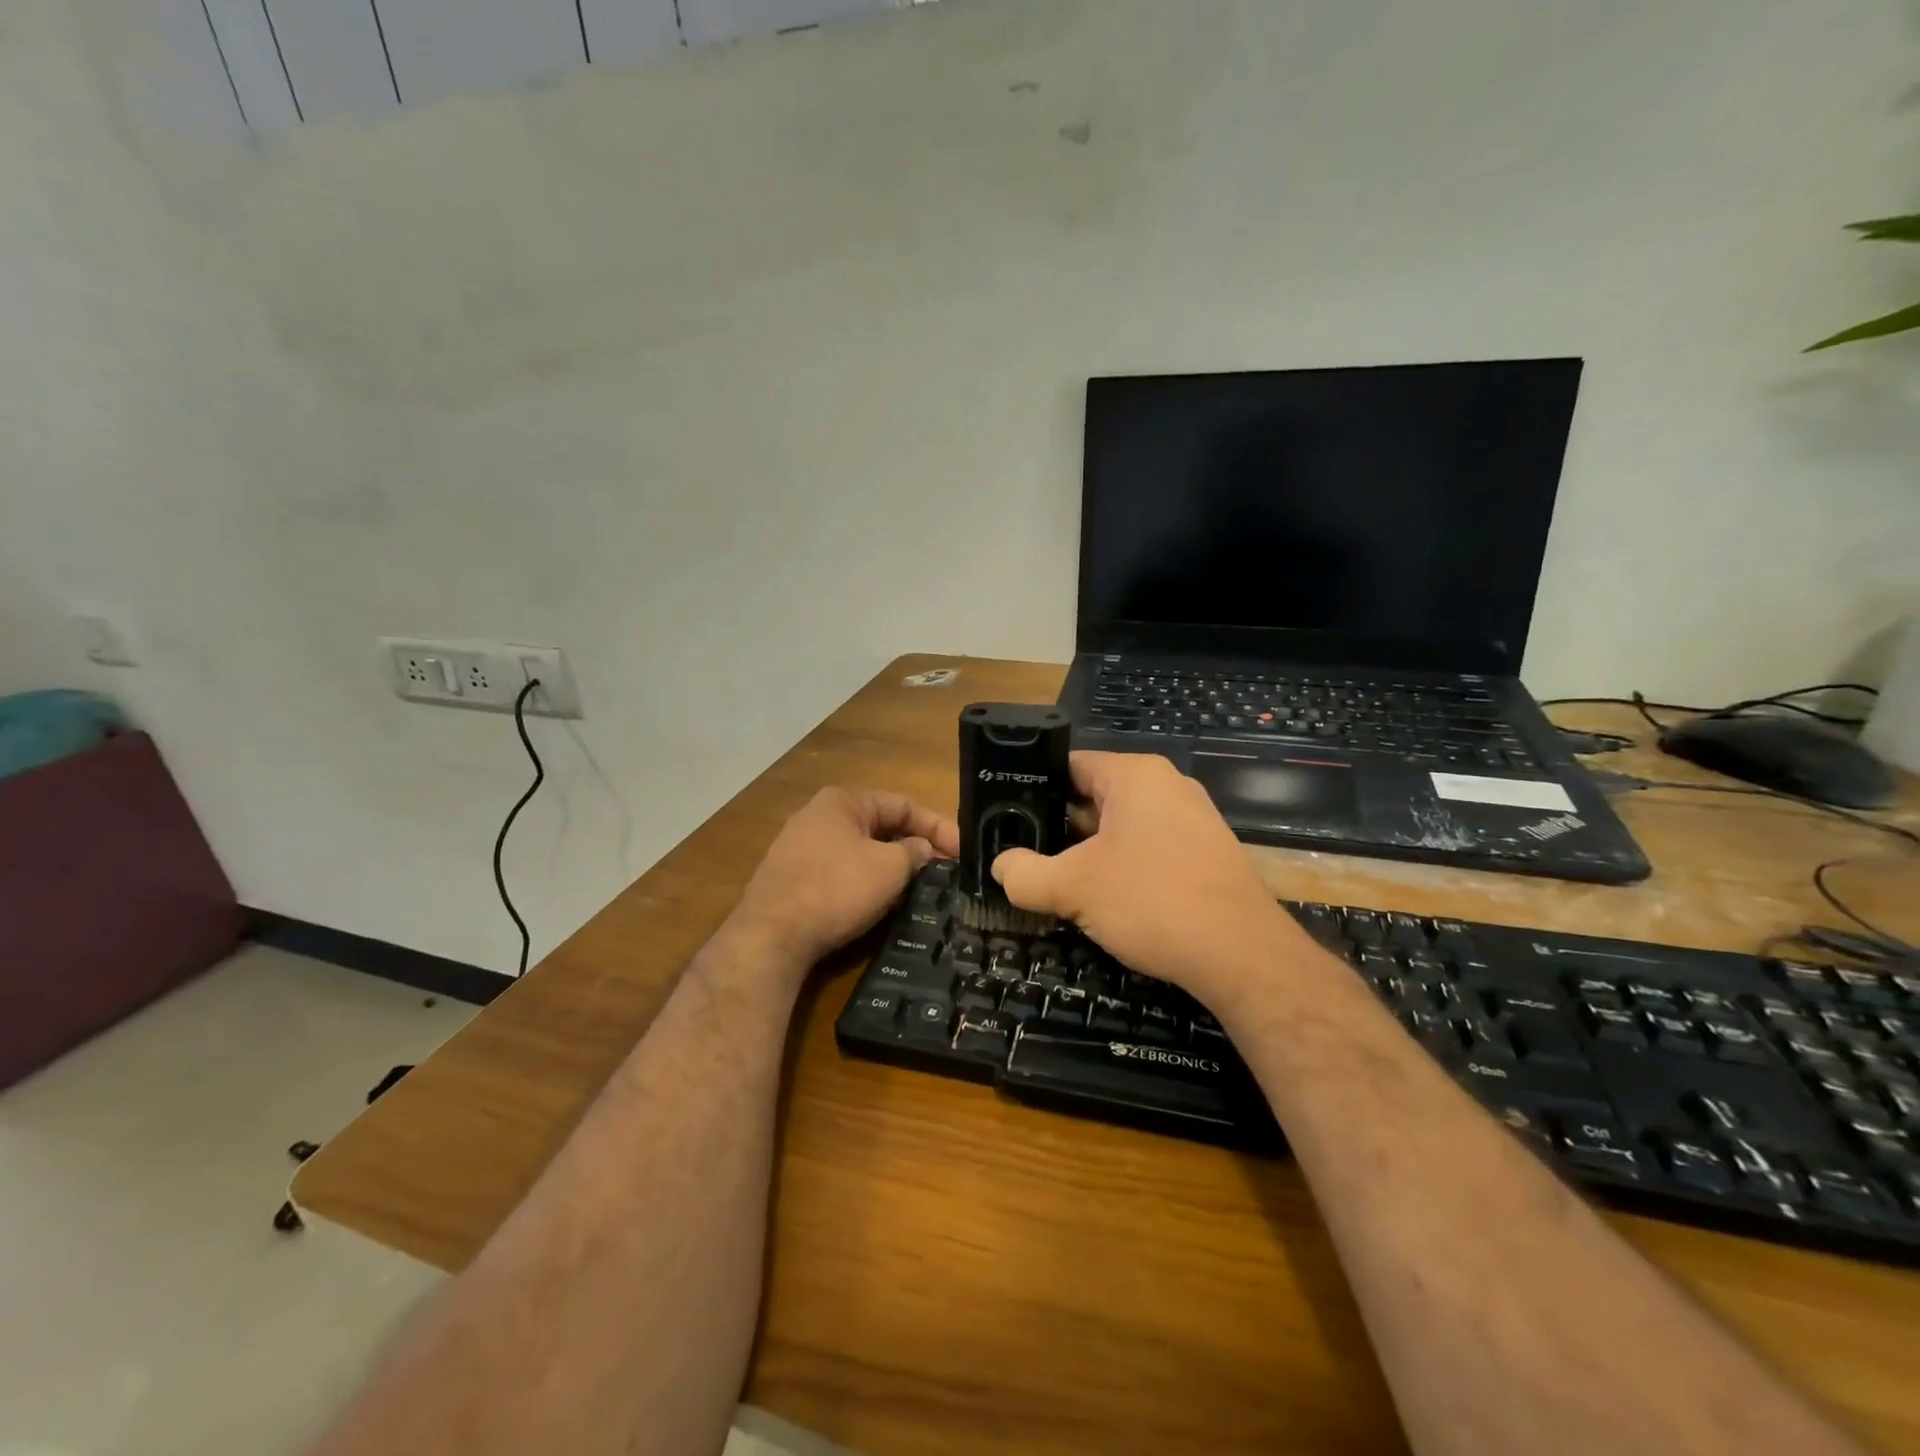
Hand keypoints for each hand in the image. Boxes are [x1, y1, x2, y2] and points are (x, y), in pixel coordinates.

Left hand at [733, 787, 960, 971]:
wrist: (771, 936)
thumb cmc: (836, 889)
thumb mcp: (889, 868)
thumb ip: (914, 852)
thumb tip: (922, 849)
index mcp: (842, 801)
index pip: (903, 805)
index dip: (938, 827)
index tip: (964, 852)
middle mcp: (818, 816)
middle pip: (880, 826)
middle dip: (915, 847)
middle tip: (945, 872)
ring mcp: (799, 848)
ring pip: (860, 851)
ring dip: (891, 866)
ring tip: (918, 888)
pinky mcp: (790, 878)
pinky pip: (840, 871)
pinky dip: (865, 882)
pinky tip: (878, 903)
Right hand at [991, 753, 1303, 1009]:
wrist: (1243, 957)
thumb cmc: (1152, 901)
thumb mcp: (1073, 888)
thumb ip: (1024, 874)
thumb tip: (1001, 867)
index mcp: (1135, 774)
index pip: (1068, 766)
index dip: (1032, 790)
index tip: (1006, 820)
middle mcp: (1167, 786)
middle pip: (1093, 797)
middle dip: (1059, 828)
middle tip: (1025, 856)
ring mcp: (1192, 819)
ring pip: (1120, 827)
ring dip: (1088, 853)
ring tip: (1056, 881)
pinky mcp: (1205, 854)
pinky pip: (1148, 849)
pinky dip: (1121, 867)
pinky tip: (1104, 900)